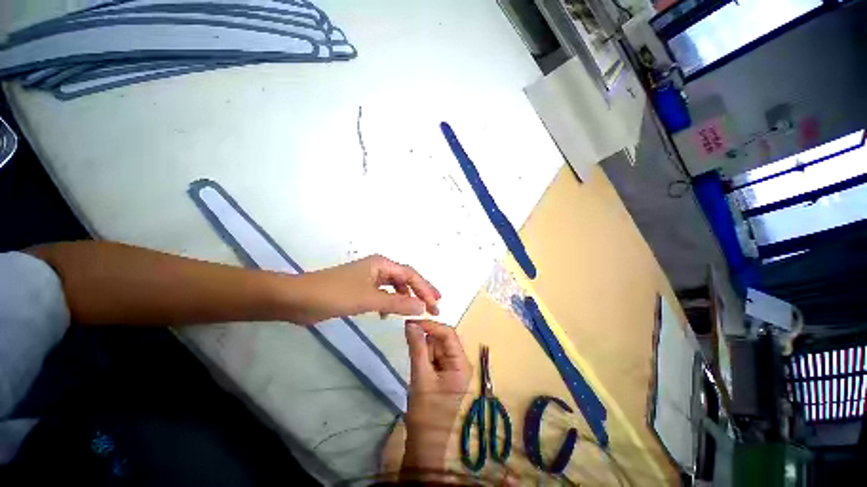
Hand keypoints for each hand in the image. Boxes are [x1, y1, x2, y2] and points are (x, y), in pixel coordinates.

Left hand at [289, 255, 440, 324]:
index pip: (411, 275)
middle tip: (433, 306)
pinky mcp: (361, 289)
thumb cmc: (335, 294)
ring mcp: (369, 279)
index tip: (436, 305)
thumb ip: (397, 304)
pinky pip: (383, 294)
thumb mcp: (369, 299)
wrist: (298, 299)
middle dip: (420, 292)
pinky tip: (388, 315)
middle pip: (405, 279)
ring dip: (406, 298)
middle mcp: (378, 268)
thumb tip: (422, 308)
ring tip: (415, 311)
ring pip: (395, 287)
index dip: (425, 289)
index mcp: (382, 264)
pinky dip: (390, 303)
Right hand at [402, 320, 471, 473]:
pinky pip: (435, 355)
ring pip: (437, 346)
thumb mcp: (420, 376)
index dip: (431, 325)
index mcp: (461, 364)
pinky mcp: (446, 372)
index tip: (412, 322)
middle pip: (443, 339)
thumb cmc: (426, 412)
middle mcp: (461, 362)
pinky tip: (418, 363)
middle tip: (408, 338)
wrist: (426, 442)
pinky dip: (425, 354)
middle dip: (426, 338)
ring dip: (424, 347)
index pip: (449, 334)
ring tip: (415, 360)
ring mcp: (454, 367)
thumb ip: (417, 347)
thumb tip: (410, 324)